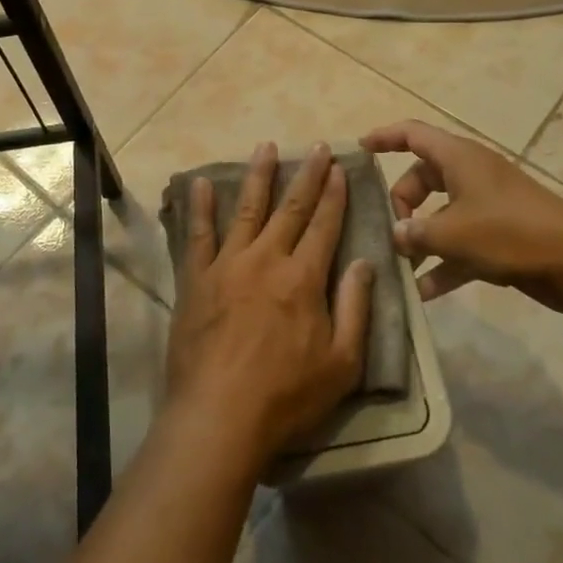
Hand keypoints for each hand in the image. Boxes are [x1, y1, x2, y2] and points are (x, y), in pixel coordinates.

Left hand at [166, 142, 375, 467]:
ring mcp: (227, 265)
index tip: (338, 167)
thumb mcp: (342, 363)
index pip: (323, 225)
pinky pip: (198, 235)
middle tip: (314, 146)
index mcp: (303, 278)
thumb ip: (355, 308)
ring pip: (246, 210)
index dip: (333, 194)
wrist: (219, 416)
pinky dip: (200, 207)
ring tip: (265, 146)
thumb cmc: (287, 396)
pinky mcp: (196, 279)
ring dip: (258, 176)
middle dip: (305, 175)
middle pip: (290, 208)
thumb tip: (366, 262)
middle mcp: (266, 260)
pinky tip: (200, 183)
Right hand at [361, 119, 562, 312]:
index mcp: (458, 158)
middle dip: (401, 203)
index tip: (360, 149)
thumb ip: (416, 233)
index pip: (412, 134)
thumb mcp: (453, 233)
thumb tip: (396, 235)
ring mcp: (486, 206)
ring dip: (420, 239)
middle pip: (422, 178)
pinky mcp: (499, 236)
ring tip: (399, 266)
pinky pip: (460, 244)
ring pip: (440, 214)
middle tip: (390, 232)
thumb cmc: (509, 232)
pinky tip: (424, 293)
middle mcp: (470, 175)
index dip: (384, 137)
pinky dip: (443, 263)